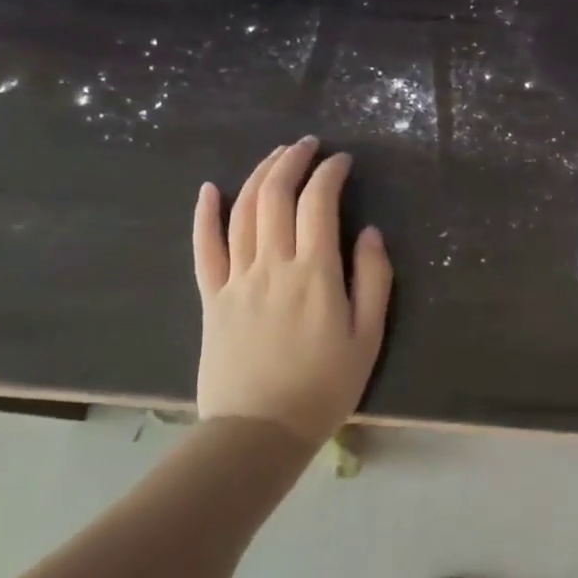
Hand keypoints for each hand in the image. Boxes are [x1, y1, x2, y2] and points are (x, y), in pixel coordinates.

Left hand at [191, 138, 392, 445]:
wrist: (259, 431)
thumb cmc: (324, 386)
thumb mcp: (368, 336)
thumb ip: (373, 279)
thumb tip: (370, 232)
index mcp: (315, 273)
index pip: (318, 203)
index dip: (330, 173)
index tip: (342, 161)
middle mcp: (272, 264)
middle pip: (275, 196)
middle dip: (292, 161)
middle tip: (307, 145)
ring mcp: (236, 279)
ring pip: (241, 211)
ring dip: (258, 175)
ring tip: (275, 157)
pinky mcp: (211, 297)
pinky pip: (204, 248)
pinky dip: (205, 214)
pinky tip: (210, 190)